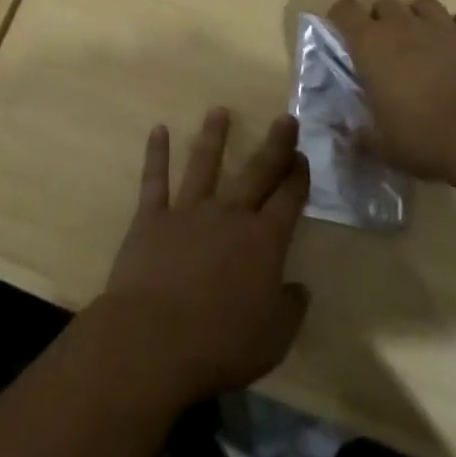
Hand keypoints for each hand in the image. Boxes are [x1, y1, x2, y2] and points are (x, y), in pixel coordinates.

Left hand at [94, 109, 310, 406]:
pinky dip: (156, 154)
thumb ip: (290, 309)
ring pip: (204, 164)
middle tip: (285, 118)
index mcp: (263, 242)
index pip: (288, 199)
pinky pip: (155, 180)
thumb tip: (299, 288)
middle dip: (274, 145)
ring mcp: (188, 212)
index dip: (298, 176)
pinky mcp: (151, 218)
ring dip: (213, 136)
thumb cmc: (220, 345)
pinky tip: (158, 130)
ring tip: (219, 111)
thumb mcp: (273, 339)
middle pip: (256, 172)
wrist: (153, 341)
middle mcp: (229, 215)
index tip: (303, 156)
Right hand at [329, 0, 455, 180]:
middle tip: (386, 45)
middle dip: (382, 18)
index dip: (342, 17)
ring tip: (422, 40)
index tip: (343, 33)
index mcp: (371, 45)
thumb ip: (364, 135)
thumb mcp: (383, 146)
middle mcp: (404, 25)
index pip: (345, 10)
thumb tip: (352, 135)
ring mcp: (444, 27)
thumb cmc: (424, 138)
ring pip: (424, 4)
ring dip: (419, 17)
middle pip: (385, 2)